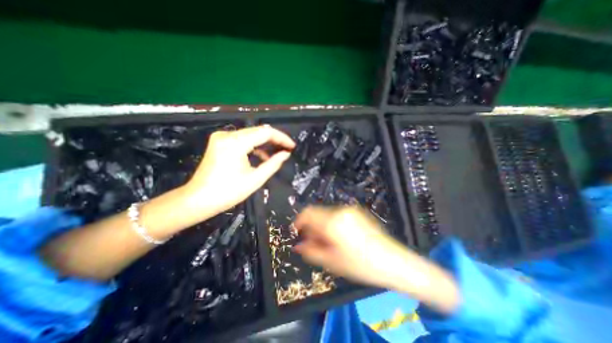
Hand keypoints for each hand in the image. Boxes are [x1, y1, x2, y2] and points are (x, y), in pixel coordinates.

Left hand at [184, 124, 293, 216]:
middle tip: (287, 149)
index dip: (281, 138)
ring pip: (251, 135)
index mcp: (235, 143)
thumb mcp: (255, 179)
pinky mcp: (219, 142)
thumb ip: (273, 164)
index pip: (265, 132)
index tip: (292, 146)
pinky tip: (262, 156)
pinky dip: (254, 146)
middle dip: (274, 140)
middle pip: (258, 131)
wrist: (197, 200)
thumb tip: (286, 153)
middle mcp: (227, 135)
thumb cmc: (228, 192)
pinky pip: (242, 140)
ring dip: (265, 143)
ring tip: (277, 154)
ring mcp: (221, 137)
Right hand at [291, 207, 405, 288]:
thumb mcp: (332, 262)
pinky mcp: (358, 212)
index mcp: (332, 221)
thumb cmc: (361, 265)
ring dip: (322, 225)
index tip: (298, 232)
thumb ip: (311, 251)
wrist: (394, 261)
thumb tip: (298, 245)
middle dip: (312, 227)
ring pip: (327, 214)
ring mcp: (350, 209)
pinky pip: (338, 215)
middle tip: (315, 244)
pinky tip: (341, 238)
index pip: (308, 212)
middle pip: (317, 213)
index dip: (299, 221)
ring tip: (330, 243)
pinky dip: (333, 223)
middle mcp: (340, 210)